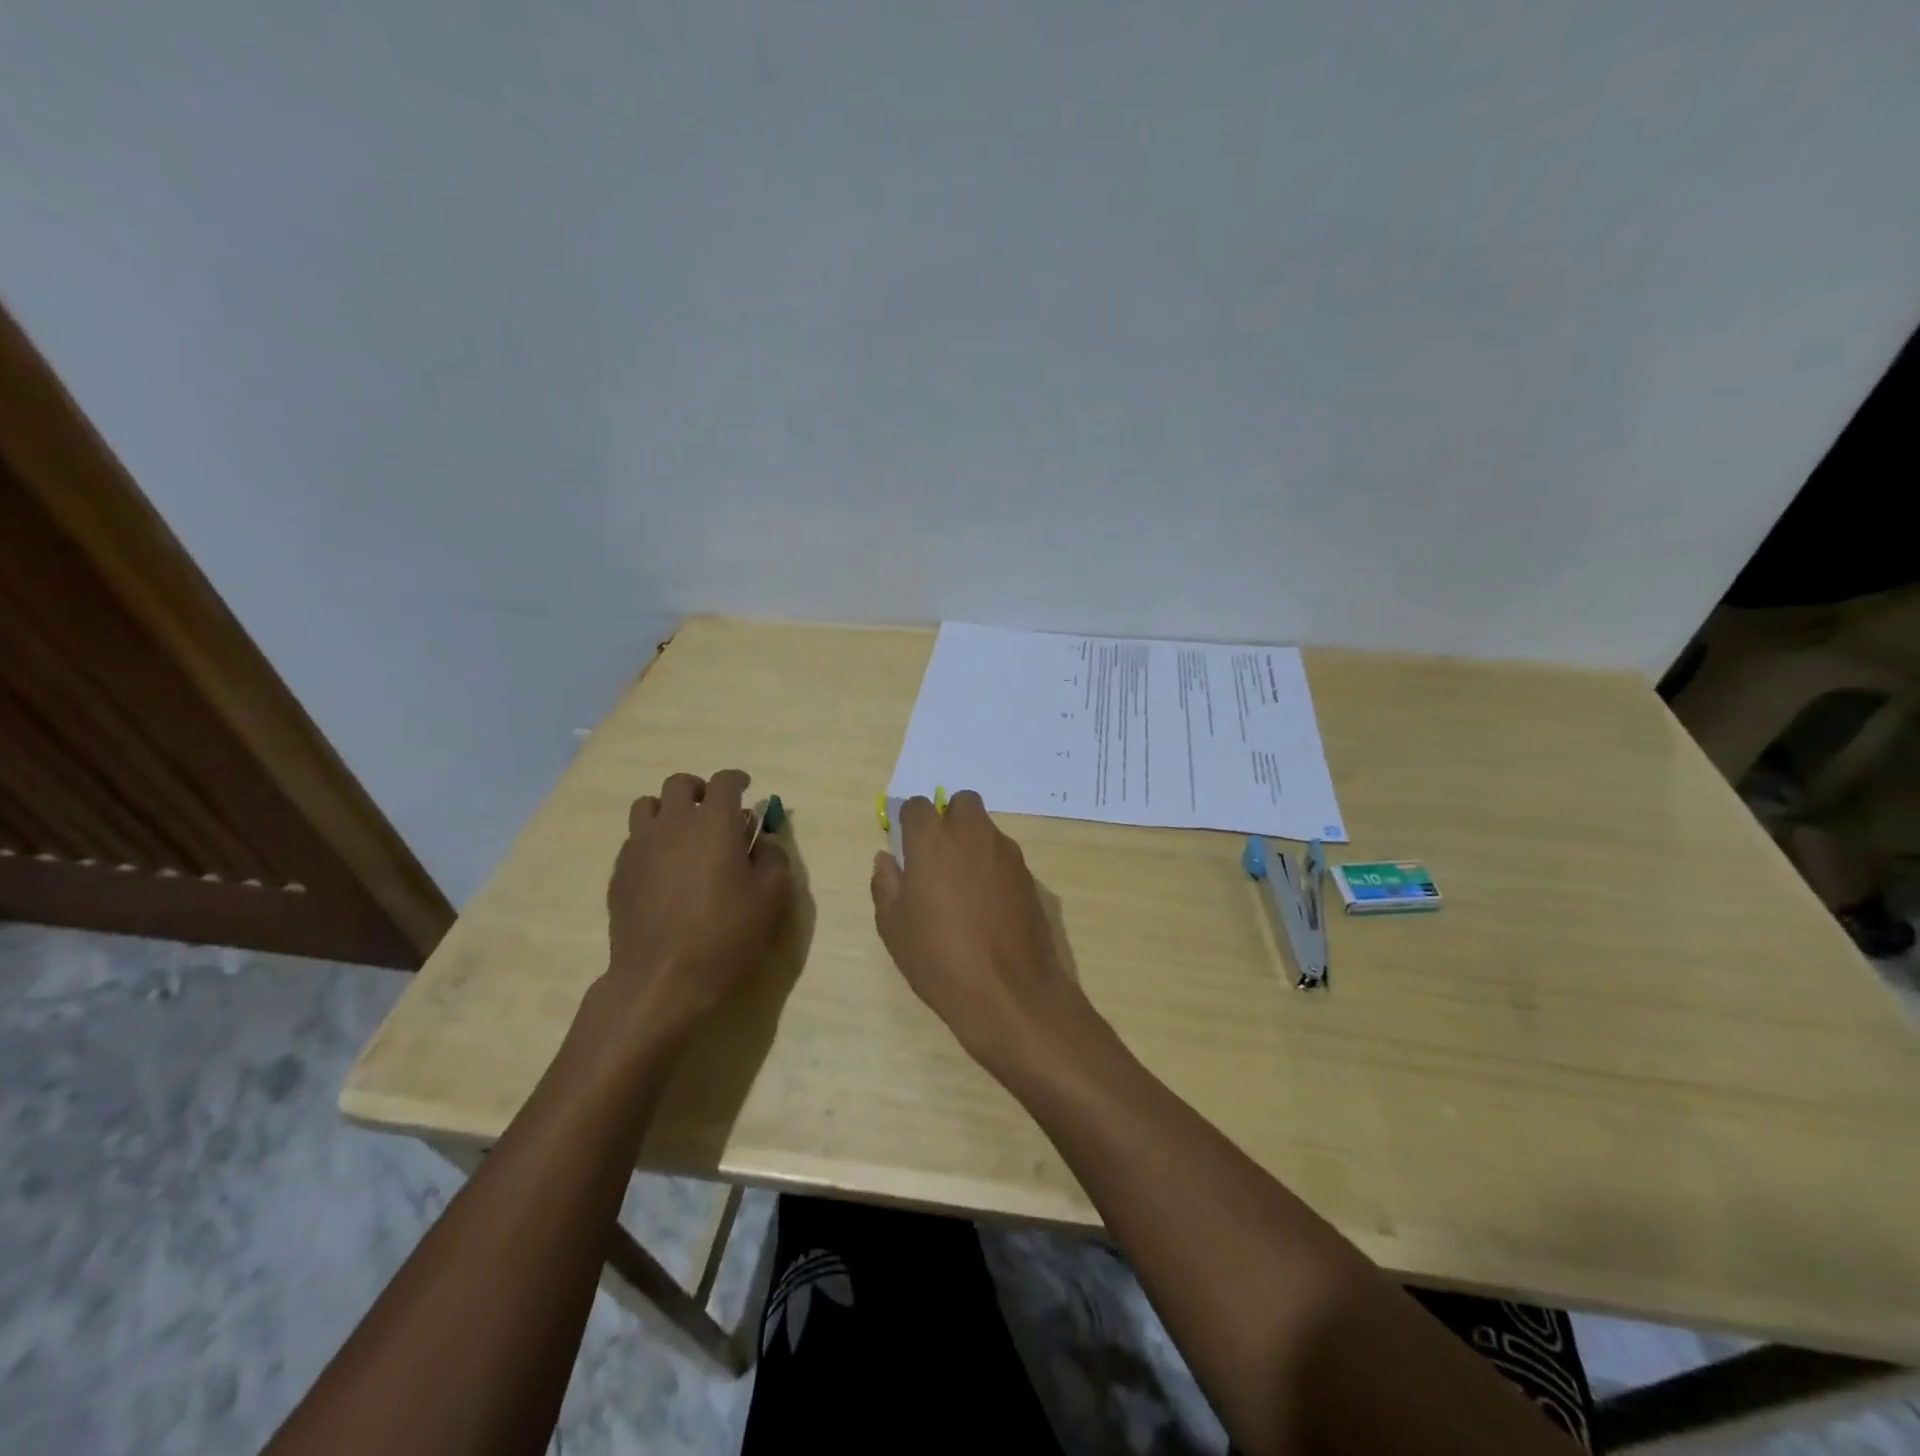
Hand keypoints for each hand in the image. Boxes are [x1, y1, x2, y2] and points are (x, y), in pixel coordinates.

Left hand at [601, 769, 791, 1047]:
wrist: (662, 979)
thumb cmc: (726, 935)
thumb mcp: (771, 898)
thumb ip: (773, 858)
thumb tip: (763, 840)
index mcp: (714, 823)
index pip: (725, 781)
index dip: (738, 780)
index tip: (747, 790)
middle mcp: (673, 823)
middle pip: (679, 784)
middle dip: (699, 790)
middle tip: (714, 812)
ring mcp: (640, 846)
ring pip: (646, 805)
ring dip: (668, 810)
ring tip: (683, 835)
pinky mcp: (619, 872)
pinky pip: (633, 839)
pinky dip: (651, 841)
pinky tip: (664, 869)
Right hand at [870, 790, 1086, 1069]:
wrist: (1009, 991)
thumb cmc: (939, 957)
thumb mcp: (894, 926)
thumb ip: (886, 884)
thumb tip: (887, 859)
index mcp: (933, 841)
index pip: (918, 806)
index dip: (909, 822)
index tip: (906, 846)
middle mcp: (973, 835)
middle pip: (962, 803)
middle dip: (949, 819)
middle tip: (938, 857)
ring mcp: (1007, 853)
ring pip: (987, 829)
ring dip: (972, 843)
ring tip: (963, 887)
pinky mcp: (1030, 876)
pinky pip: (1005, 857)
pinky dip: (993, 867)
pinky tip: (988, 905)